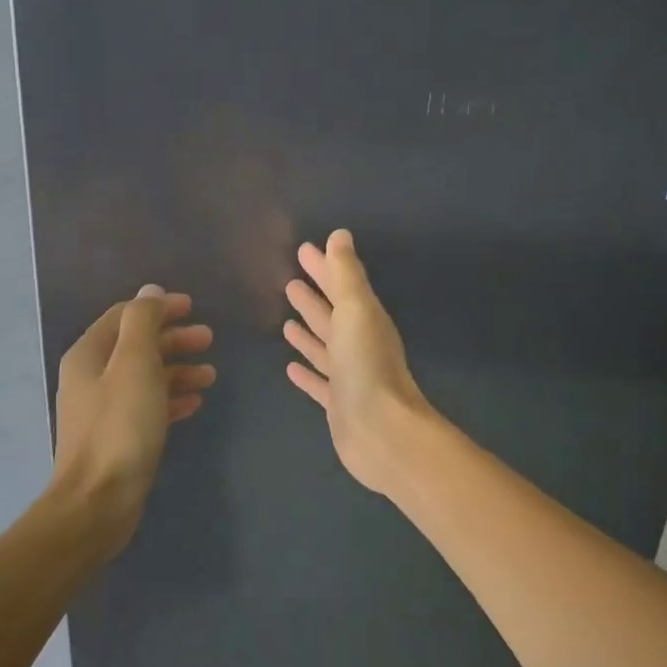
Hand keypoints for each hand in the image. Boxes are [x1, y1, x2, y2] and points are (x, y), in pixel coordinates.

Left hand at [53, 286, 214, 531]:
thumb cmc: (120, 427)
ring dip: (178, 370)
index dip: (159, 308)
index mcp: (89, 354)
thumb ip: (143, 322)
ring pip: (145, 377)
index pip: (125, 317)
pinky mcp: (118, 437)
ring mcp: (104, 409)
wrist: (98, 502)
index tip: (193, 307)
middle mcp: (92, 377)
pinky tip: (195, 404)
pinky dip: (171, 399)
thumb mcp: (135, 365)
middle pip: (136, 346)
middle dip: (173, 339)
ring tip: (210, 375)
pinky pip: (148, 407)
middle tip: (209, 340)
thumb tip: (151, 292)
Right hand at [284, 230, 431, 494]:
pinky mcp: (338, 404)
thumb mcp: (356, 310)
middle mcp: (358, 345)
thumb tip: (340, 235)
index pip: (340, 286)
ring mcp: (348, 376)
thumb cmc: (367, 365)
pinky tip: (289, 366)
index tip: (303, 250)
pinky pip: (319, 381)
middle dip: (313, 297)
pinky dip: (307, 372)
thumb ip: (347, 274)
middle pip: (332, 315)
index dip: (324, 268)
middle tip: (291, 281)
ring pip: (324, 347)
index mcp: (365, 320)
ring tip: (286, 320)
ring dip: (308, 332)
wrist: (380, 431)